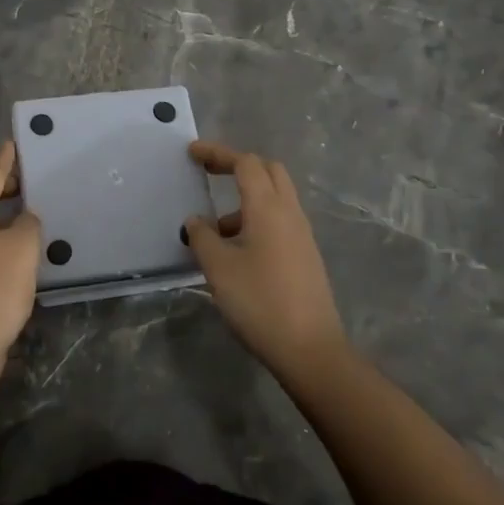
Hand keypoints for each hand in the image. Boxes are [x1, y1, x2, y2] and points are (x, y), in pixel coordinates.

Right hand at [185, 140, 348, 382]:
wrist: (311, 351)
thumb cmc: (260, 302)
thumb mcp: (219, 268)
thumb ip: (202, 237)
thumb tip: (196, 220)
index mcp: (268, 207)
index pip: (245, 163)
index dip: (218, 153)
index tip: (192, 153)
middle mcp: (289, 213)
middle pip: (268, 171)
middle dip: (237, 166)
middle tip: (209, 174)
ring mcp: (302, 235)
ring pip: (275, 197)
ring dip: (246, 199)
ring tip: (215, 229)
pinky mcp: (306, 256)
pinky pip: (279, 220)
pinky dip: (256, 219)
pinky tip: (237, 251)